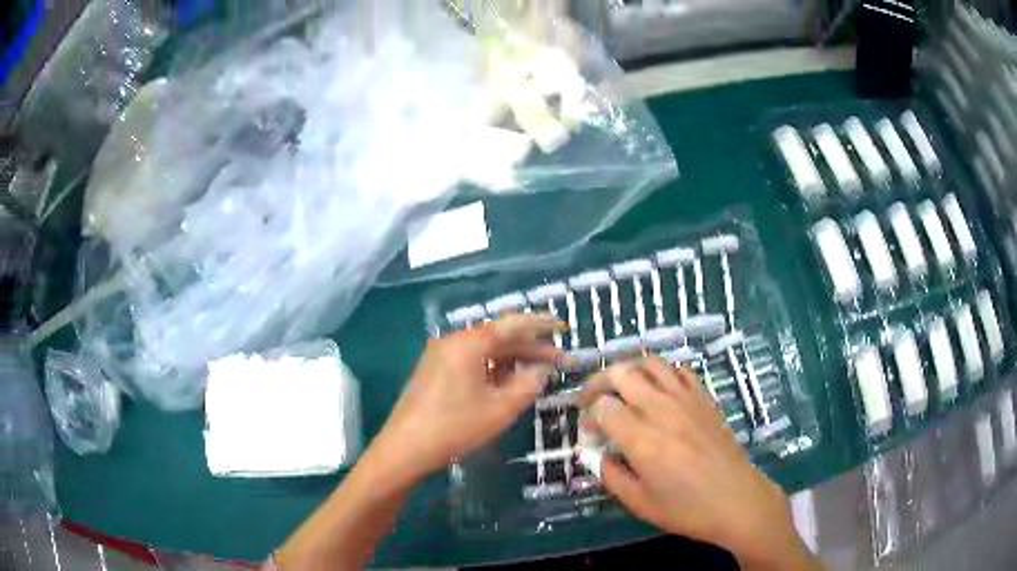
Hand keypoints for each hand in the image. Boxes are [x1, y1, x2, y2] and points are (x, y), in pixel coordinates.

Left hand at [373, 313, 562, 481]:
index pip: (512, 324)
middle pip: (499, 337)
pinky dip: (493, 368)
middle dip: (531, 348)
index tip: (563, 327)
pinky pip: (471, 361)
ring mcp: (440, 355)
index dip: (541, 324)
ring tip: (539, 372)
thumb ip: (528, 384)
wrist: (405, 448)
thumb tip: (543, 369)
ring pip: (485, 350)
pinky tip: (509, 381)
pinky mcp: (434, 371)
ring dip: (513, 359)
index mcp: (469, 343)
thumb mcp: (501, 409)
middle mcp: (453, 341)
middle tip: (560, 360)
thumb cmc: (456, 427)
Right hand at [580, 358, 819, 570]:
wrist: (738, 500)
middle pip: (621, 373)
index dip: (589, 416)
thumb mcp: (640, 503)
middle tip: (593, 401)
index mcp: (643, 440)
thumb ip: (611, 476)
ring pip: (650, 363)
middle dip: (599, 383)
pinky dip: (661, 373)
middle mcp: (662, 411)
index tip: (589, 432)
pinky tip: (659, 391)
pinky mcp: (705, 398)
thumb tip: (597, 455)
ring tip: (622, 389)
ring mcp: (687, 400)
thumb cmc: (687, 509)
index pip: (603, 407)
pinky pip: (679, 371)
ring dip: (629, 370)